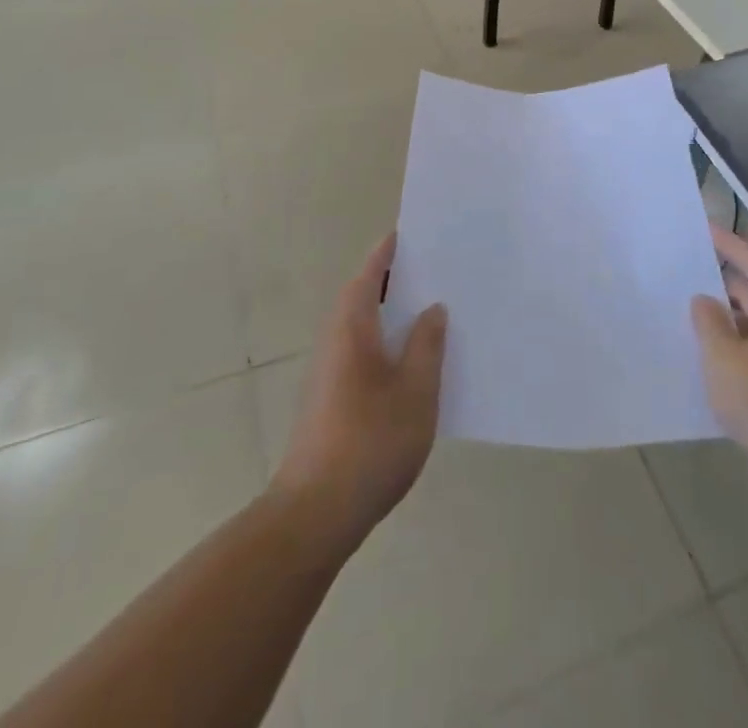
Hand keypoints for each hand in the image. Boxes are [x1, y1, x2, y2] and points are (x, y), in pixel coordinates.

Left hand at [273, 234, 447, 553]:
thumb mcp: (416, 391)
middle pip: (361, 297)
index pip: (369, 276)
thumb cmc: (371, 441)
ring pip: (360, 327)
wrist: (315, 512)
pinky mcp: (328, 401)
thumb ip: (427, 345)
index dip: (386, 254)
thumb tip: (432, 309)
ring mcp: (327, 373)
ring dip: (387, 313)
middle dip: (390, 281)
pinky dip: (382, 341)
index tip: (406, 235)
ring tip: (427, 311)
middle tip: (429, 270)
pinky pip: (359, 352)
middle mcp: (334, 342)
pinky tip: (409, 363)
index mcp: (352, 328)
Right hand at [691, 226, 747, 482]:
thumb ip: (708, 320)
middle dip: (721, 287)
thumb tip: (704, 301)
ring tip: (686, 314)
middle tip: (683, 273)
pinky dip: (737, 350)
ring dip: (726, 323)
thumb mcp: (723, 356)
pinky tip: (706, 356)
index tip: (701, 227)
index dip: (725, 244)